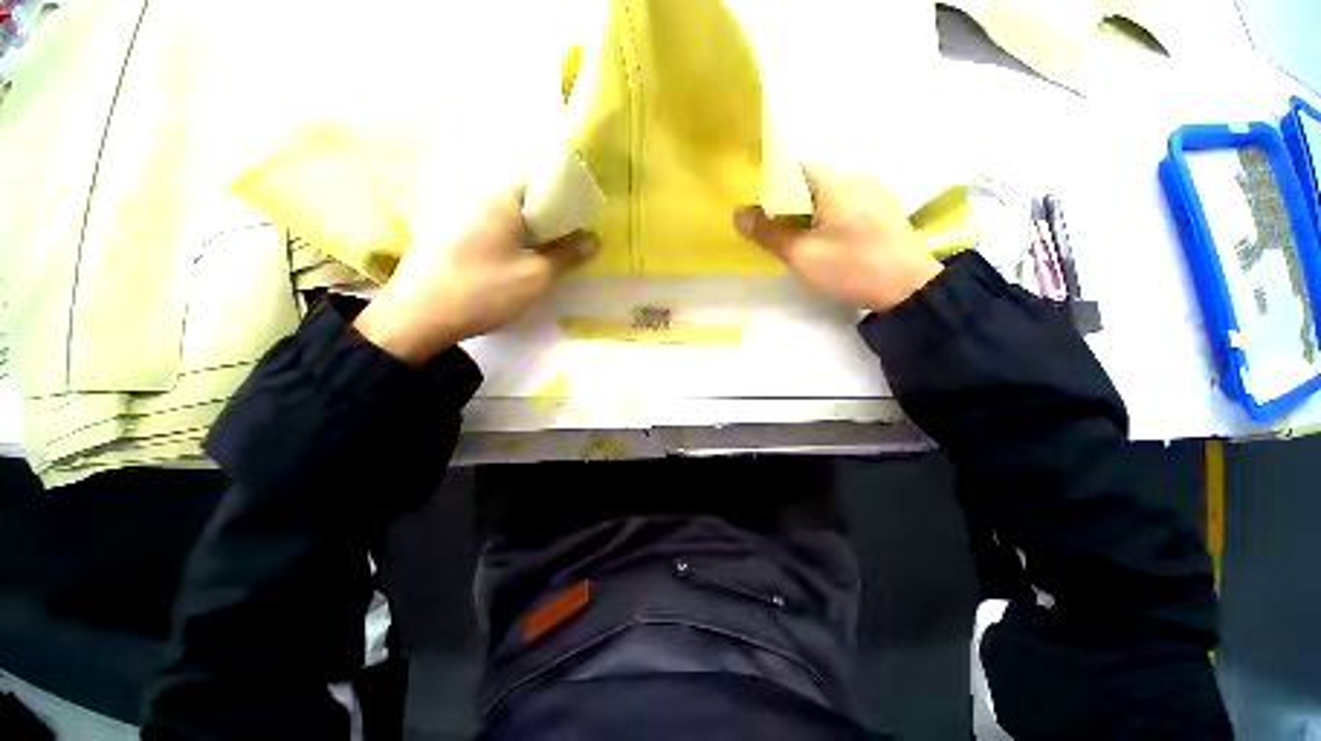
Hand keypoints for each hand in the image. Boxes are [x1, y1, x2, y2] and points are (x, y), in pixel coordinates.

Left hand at [354, 184, 597, 365]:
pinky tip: (514, 268)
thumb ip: (568, 255)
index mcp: (500, 197)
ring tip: (546, 260)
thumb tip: (593, 239)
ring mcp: (458, 216)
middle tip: (569, 248)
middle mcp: (477, 197)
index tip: (582, 228)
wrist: (416, 318)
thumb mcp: (536, 276)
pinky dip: (510, 244)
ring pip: (508, 220)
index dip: (567, 205)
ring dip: (531, 236)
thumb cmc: (483, 290)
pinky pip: (490, 232)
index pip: (543, 185)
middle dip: (551, 223)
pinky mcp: (448, 237)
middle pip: (525, 202)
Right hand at [734, 167, 941, 311]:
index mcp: (836, 183)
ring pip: (828, 193)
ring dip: (807, 210)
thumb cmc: (851, 268)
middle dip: (787, 202)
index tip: (757, 208)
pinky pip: (845, 203)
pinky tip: (824, 238)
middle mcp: (857, 177)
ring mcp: (874, 192)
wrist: (909, 289)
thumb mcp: (802, 256)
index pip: (794, 169)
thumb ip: (769, 233)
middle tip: (772, 228)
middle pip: (810, 181)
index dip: (770, 186)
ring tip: (795, 236)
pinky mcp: (883, 209)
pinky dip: (826, 215)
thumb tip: (738, 214)